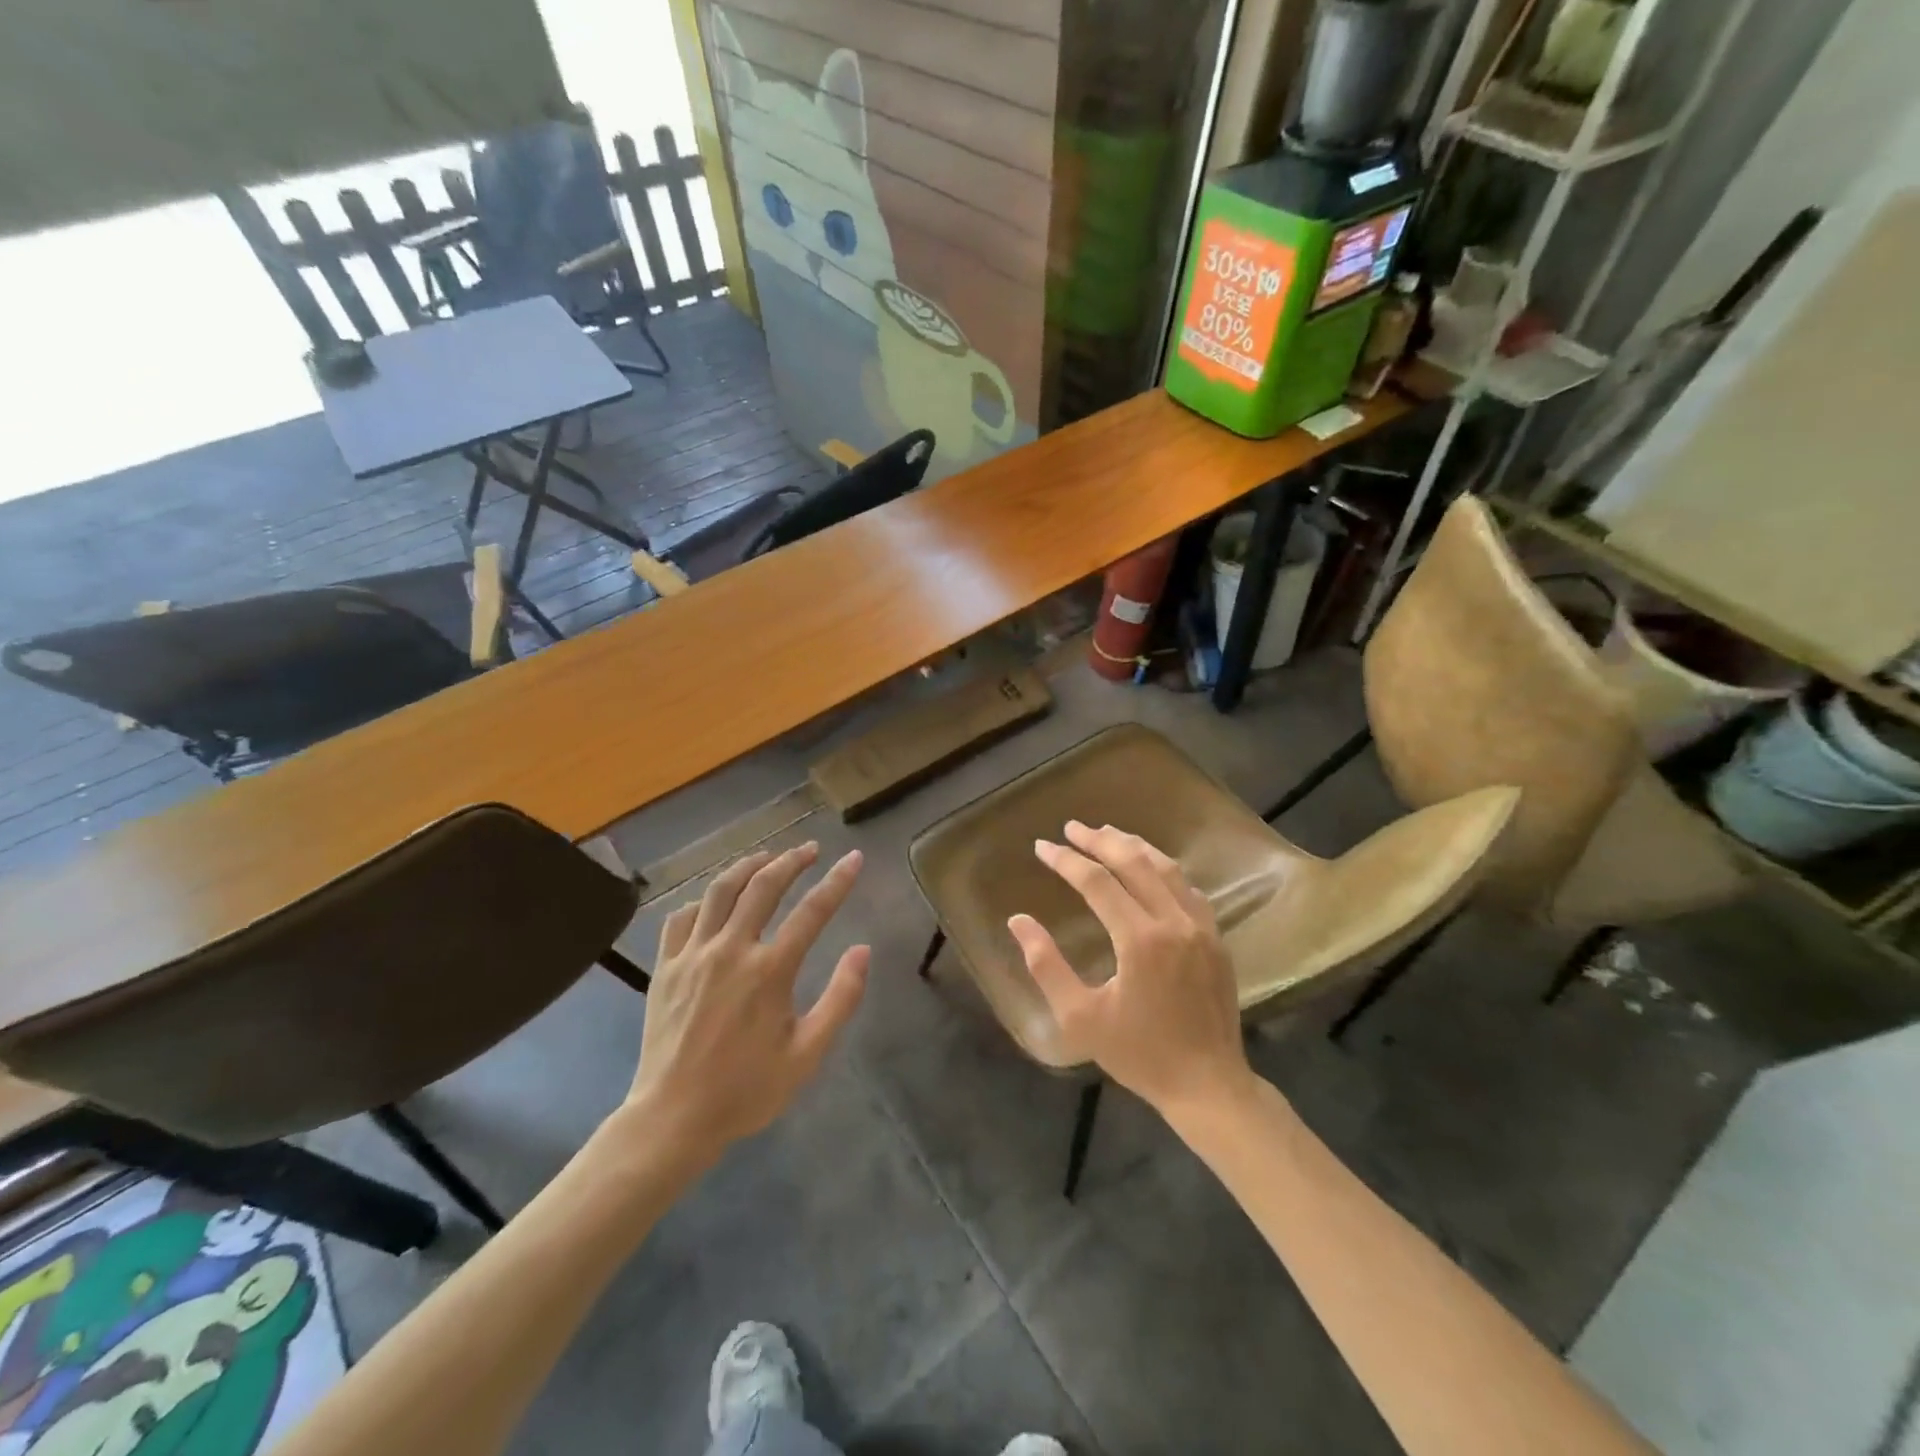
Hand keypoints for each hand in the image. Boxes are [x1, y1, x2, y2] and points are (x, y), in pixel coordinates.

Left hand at [626, 843, 868, 1158]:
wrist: (673, 1118)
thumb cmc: (746, 1090)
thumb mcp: (807, 1054)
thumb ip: (840, 999)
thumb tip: (862, 951)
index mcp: (769, 971)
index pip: (812, 911)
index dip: (838, 881)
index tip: (854, 858)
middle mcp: (730, 950)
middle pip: (763, 886)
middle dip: (791, 860)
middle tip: (810, 849)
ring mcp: (692, 955)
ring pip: (719, 890)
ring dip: (747, 866)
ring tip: (767, 858)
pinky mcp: (665, 967)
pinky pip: (681, 917)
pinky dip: (702, 900)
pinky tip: (714, 901)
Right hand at [1009, 822, 1251, 1116]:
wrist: (1207, 1085)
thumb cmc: (1138, 1054)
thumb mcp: (1080, 1018)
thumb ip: (1045, 966)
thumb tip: (1018, 921)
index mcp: (1140, 940)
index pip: (1097, 882)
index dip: (1066, 861)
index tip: (1041, 847)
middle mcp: (1174, 922)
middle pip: (1134, 862)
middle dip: (1099, 840)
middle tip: (1071, 828)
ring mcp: (1201, 927)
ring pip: (1166, 868)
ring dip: (1133, 846)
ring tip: (1107, 833)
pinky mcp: (1217, 938)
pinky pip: (1188, 888)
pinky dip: (1164, 869)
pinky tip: (1150, 868)